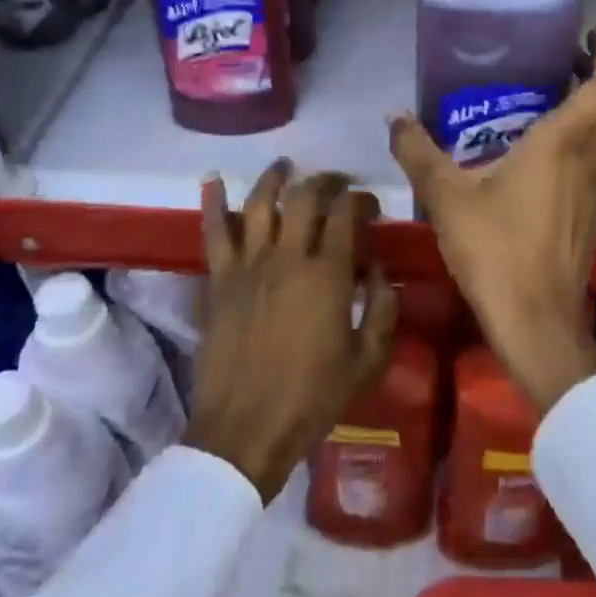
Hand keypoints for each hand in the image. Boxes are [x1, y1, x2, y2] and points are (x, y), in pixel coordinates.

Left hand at [185, 161, 398, 502]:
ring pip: (260, 203)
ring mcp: (248, 266)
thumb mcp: (367, 361)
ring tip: (285, 166)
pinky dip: (213, 203)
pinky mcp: (219, 280)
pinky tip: (213, 181)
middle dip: (324, 181)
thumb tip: (380, 272)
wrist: (245, 431)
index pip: (346, 215)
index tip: (368, 204)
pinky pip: (215, 233)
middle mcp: (287, 257)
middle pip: (305, 198)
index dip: (360, 200)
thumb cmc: (312, 398)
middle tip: (335, 182)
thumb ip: (382, 309)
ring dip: (275, 178)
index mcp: (327, 275)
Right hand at [389, 31, 595, 411]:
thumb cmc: (496, 249)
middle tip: (560, 64)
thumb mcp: (446, 196)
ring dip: (591, 116)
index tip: (589, 37)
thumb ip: (418, 151)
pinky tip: (548, 162)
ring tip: (551, 106)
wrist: (536, 322)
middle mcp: (593, 160)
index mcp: (565, 143)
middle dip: (594, 79)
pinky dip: (584, 149)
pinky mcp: (595, 219)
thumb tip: (394, 116)